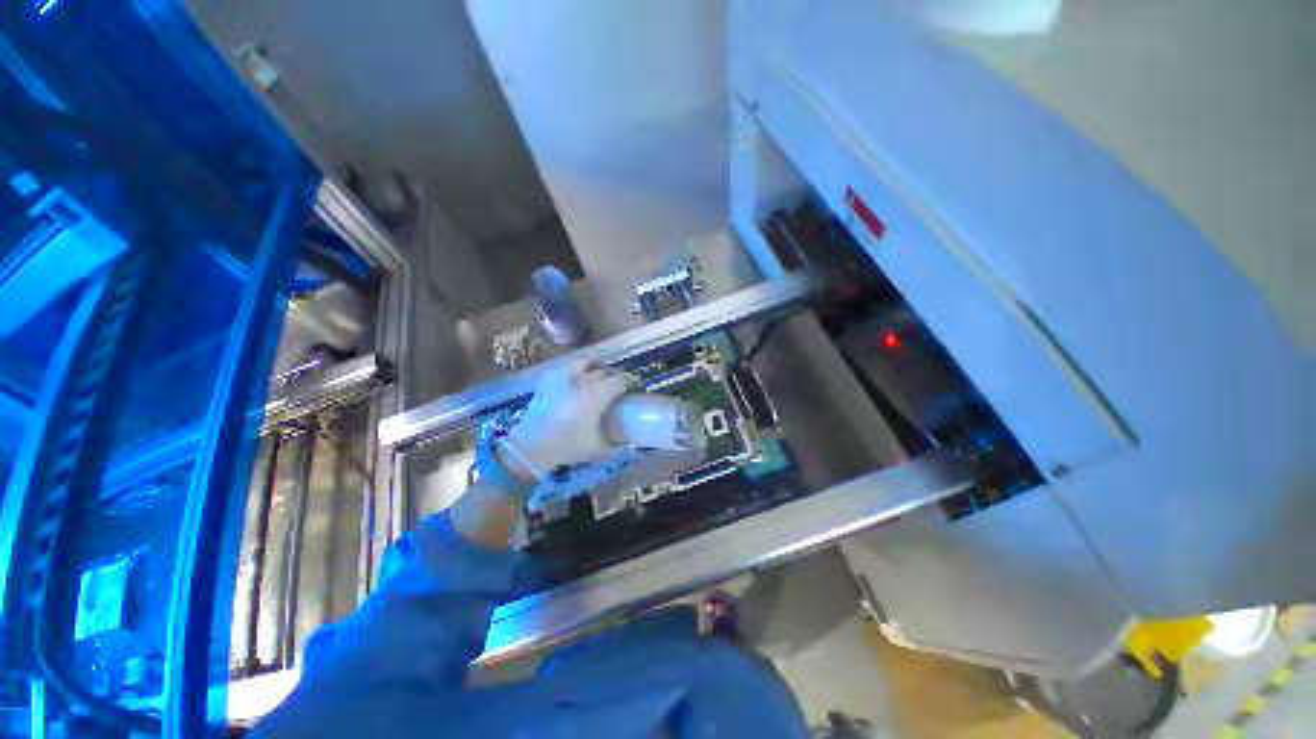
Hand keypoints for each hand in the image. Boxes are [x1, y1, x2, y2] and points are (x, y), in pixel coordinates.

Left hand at [497, 361, 639, 479]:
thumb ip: (618, 446)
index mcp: (598, 395)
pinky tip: (577, 382)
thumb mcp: (599, 450)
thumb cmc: (568, 446)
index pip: (622, 380)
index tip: (638, 387)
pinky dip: (577, 371)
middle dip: (618, 376)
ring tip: (598, 377)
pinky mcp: (550, 379)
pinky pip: (568, 368)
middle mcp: (584, 381)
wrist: (532, 446)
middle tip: (620, 386)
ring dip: (597, 367)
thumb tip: (631, 443)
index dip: (634, 381)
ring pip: (586, 362)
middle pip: (607, 370)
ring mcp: (564, 377)